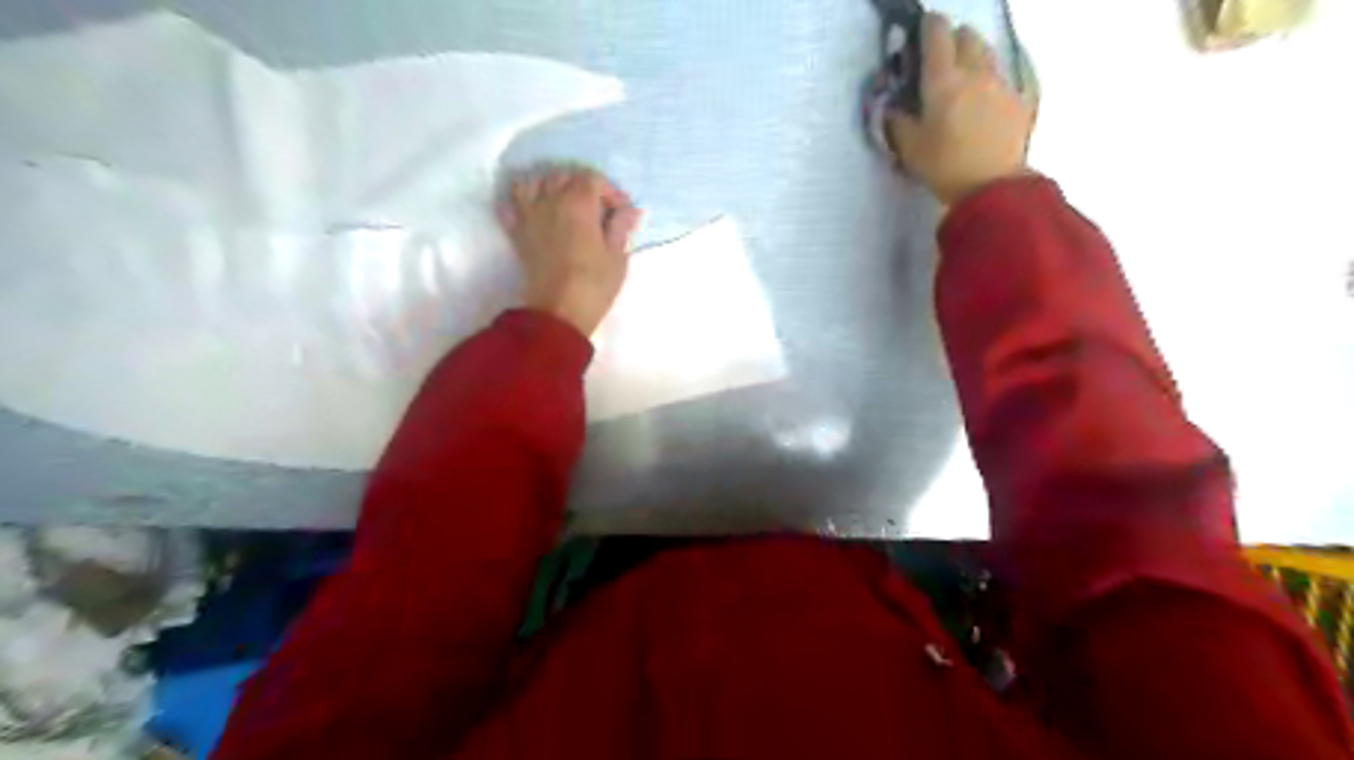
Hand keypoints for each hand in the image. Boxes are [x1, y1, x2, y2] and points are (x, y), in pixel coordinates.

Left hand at [498, 167, 640, 334]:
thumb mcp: (617, 257)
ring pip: (534, 182)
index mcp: (579, 203)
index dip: (609, 191)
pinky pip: (511, 204)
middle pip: (563, 176)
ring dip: (550, 186)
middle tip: (597, 208)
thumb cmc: (594, 284)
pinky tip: (534, 212)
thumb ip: (621, 228)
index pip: (592, 179)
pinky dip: (521, 202)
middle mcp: (550, 200)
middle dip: (582, 186)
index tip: (621, 211)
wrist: (557, 312)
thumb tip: (629, 210)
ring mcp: (528, 215)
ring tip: (564, 203)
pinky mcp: (516, 233)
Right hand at [891, 12, 1037, 206]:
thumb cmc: (944, 167)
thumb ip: (898, 122)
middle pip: (967, 36)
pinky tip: (983, 99)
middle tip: (940, 59)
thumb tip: (893, 107)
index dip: (928, 27)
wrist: (992, 186)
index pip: (937, 36)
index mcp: (943, 81)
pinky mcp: (1019, 99)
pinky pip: (1003, 75)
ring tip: (962, 76)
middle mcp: (974, 73)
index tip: (920, 32)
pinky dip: (990, 78)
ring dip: (973, 55)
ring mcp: (1001, 83)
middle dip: (952, 40)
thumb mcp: (909, 149)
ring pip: (987, 52)